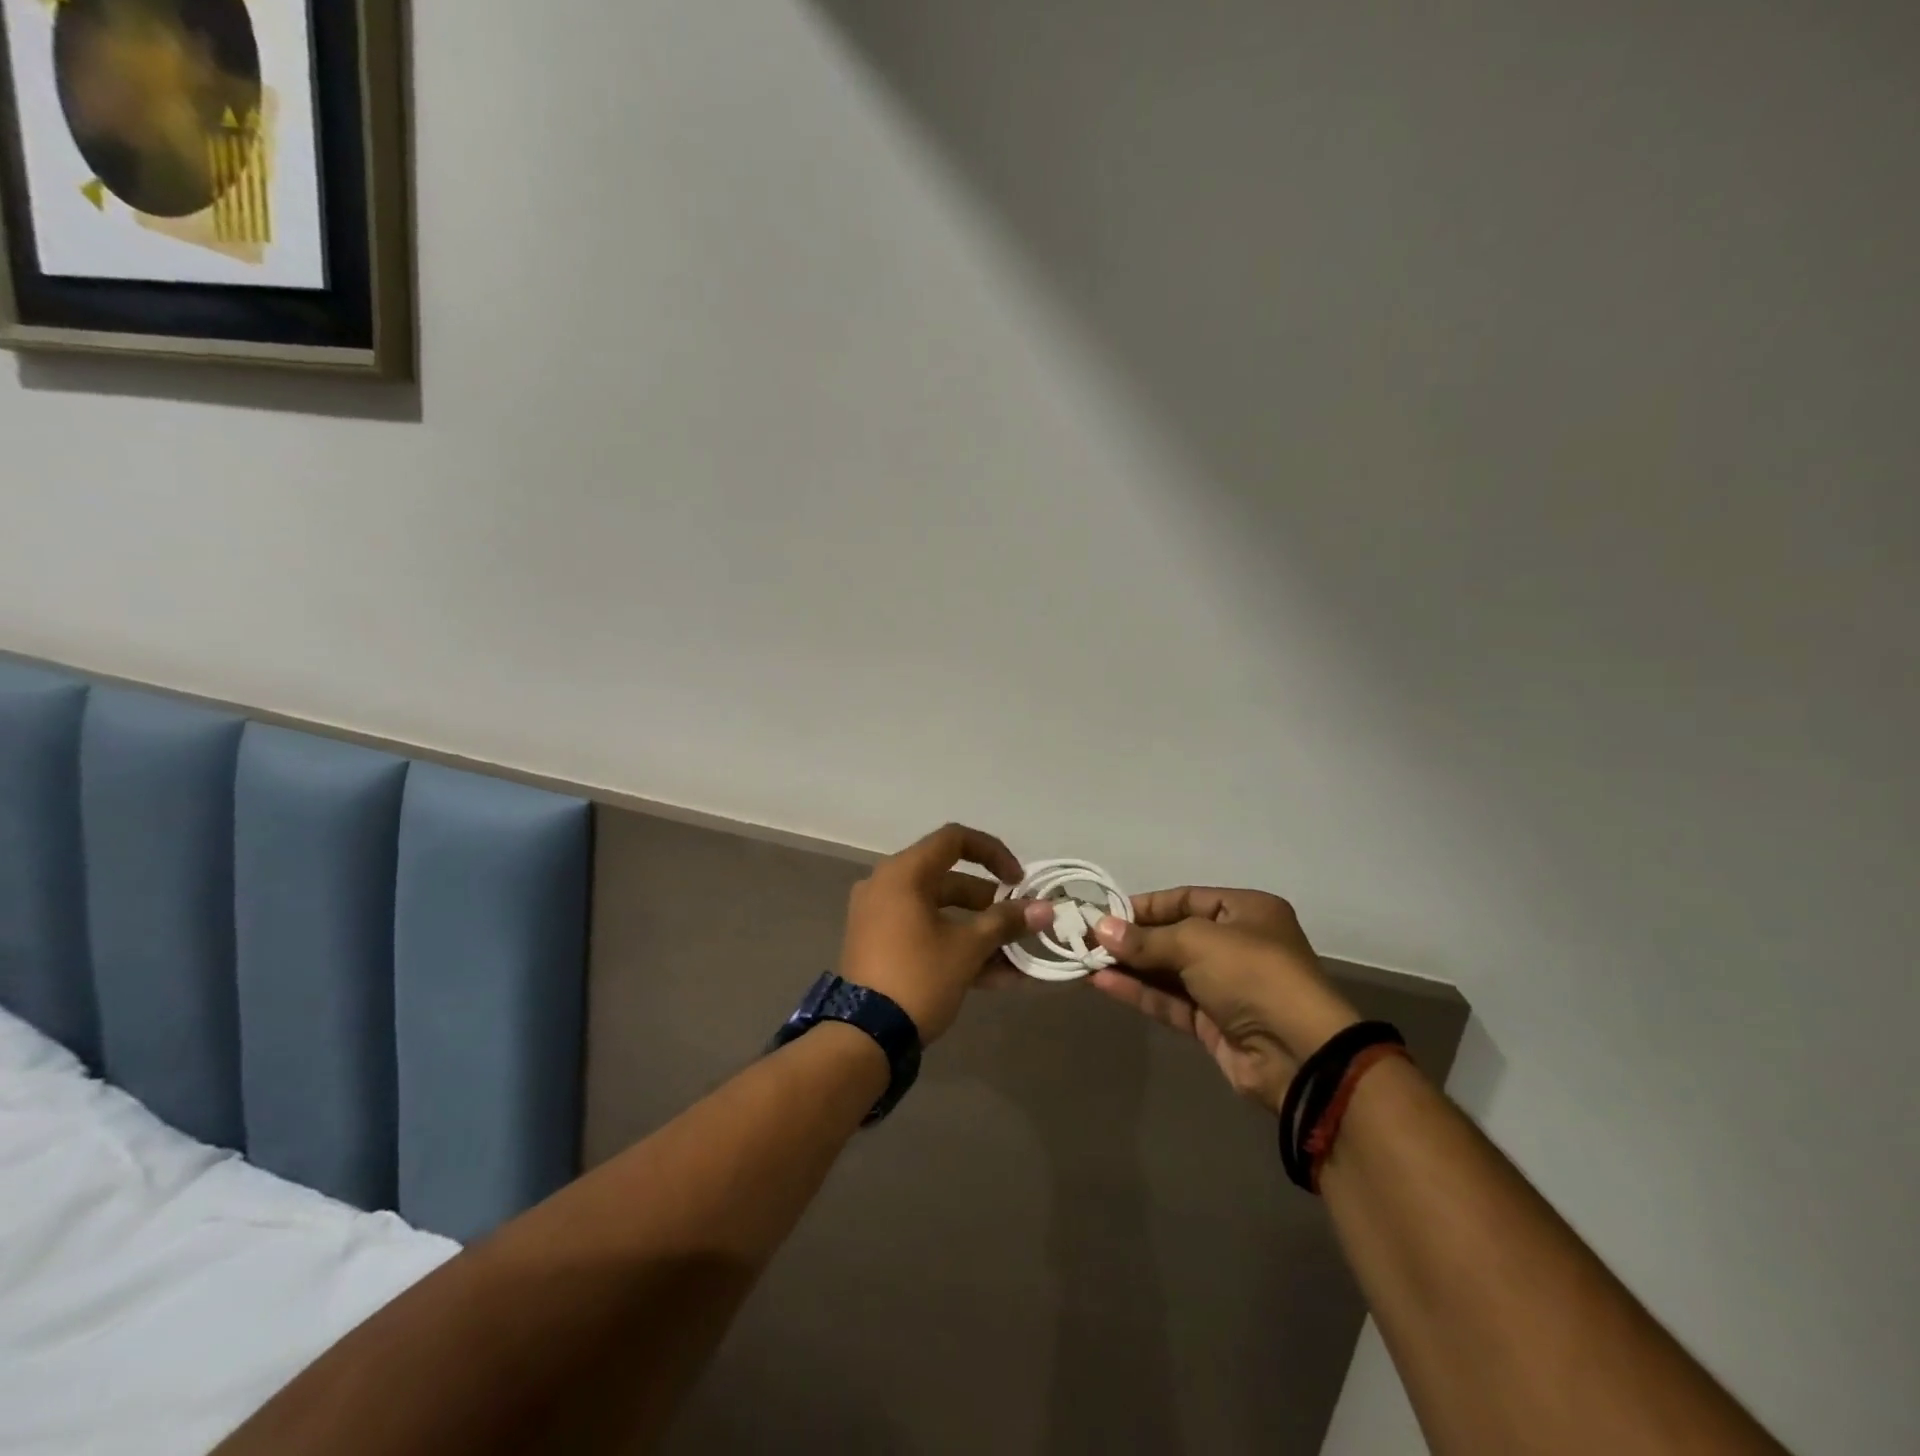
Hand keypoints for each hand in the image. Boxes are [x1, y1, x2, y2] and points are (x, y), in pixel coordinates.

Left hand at [839, 824, 1050, 1044]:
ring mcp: (879, 917)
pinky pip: (924, 933)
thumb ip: (1006, 923)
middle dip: (990, 903)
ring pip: (939, 912)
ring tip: (1015, 957)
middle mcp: (886, 886)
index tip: (1018, 881)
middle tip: (1020, 923)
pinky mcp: (879, 946)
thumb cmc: (918, 977)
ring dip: (978, 931)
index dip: (993, 853)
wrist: (863, 1037)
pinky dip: (955, 946)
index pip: (954, 839)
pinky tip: (994, 976)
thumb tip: (1045, 909)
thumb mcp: (968, 948)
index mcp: (903, 873)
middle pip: (948, 880)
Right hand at [1088, 887, 1360, 1112]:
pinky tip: (1102, 982)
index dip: (1146, 905)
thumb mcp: (1196, 942)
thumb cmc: (1252, 974)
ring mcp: (1225, 986)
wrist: (1297, 1053)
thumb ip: (1146, 939)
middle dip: (1132, 938)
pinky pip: (1169, 1000)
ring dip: (1129, 966)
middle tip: (1088, 937)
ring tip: (1085, 959)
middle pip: (1174, 935)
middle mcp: (1237, 945)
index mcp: (1246, 912)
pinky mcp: (1213, 1022)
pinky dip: (1138, 991)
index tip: (1106, 913)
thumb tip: (1100, 929)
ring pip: (1168, 971)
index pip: (1187, 899)